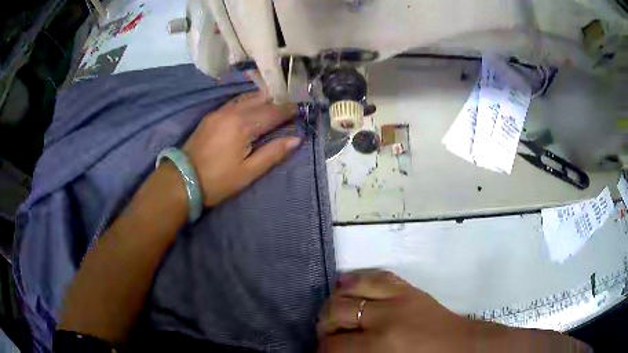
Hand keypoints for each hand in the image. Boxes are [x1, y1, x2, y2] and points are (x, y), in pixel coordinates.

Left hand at [183, 91, 300, 206]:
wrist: (182, 179)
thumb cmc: (218, 180)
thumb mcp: (248, 172)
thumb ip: (273, 153)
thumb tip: (296, 139)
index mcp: (244, 126)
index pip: (273, 113)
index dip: (288, 111)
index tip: (300, 110)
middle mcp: (233, 112)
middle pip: (261, 100)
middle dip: (277, 102)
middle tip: (290, 107)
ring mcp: (220, 112)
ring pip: (247, 98)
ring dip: (263, 99)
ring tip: (275, 105)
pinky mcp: (211, 116)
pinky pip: (235, 102)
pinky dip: (248, 102)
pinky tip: (253, 107)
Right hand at [318, 269, 471, 352]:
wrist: (459, 345)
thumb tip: (333, 351)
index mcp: (380, 344)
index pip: (334, 344)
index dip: (322, 349)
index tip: (322, 351)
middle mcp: (385, 316)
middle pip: (335, 310)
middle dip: (324, 324)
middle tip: (328, 334)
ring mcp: (398, 296)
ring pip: (351, 286)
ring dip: (336, 299)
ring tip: (337, 312)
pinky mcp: (408, 287)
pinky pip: (377, 275)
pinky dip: (358, 280)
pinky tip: (350, 287)